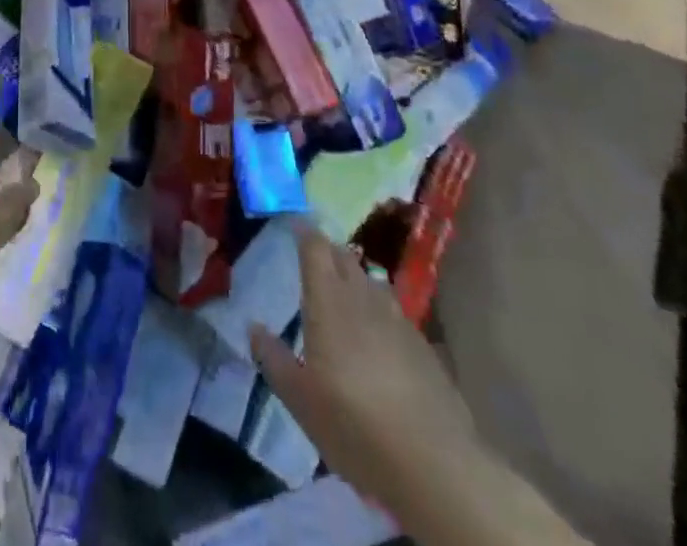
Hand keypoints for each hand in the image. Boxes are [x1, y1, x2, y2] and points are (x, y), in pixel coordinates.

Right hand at [249, 224, 474, 498]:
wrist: (433, 463)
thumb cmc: (353, 424)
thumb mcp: (300, 400)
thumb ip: (273, 359)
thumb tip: (253, 328)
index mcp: (328, 301)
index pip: (315, 247)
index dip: (304, 231)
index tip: (294, 222)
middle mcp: (363, 298)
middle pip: (345, 258)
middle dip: (328, 251)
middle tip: (313, 259)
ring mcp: (397, 319)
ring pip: (372, 282)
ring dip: (355, 280)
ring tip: (344, 293)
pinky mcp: (423, 345)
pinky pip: (393, 312)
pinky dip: (379, 311)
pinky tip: (377, 337)